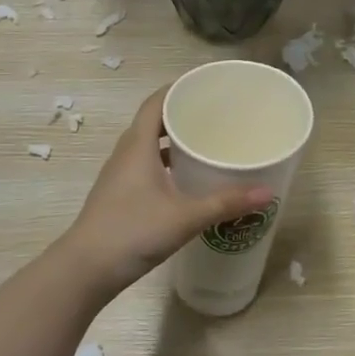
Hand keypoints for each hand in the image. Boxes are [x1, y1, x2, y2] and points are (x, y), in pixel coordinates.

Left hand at [56, 86, 273, 294]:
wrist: (86, 269)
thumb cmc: (133, 231)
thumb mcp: (186, 216)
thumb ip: (226, 203)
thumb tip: (268, 192)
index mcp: (137, 146)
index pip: (155, 102)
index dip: (177, 88)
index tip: (205, 85)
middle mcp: (125, 154)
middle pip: (153, 121)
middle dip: (181, 114)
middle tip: (215, 115)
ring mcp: (119, 176)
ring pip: (148, 146)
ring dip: (172, 141)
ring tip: (205, 144)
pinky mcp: (119, 196)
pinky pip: (145, 166)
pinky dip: (166, 164)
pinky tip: (186, 180)